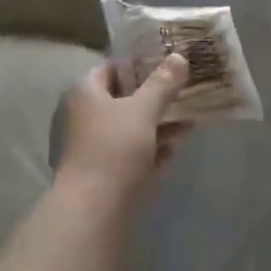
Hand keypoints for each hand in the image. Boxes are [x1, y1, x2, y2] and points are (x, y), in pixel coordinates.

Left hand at [56, 55, 189, 207]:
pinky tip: (174, 150)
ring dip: (156, 124)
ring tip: (188, 122)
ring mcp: (90, 147)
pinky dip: (149, 149)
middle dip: (154, 97)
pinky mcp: (101, 174)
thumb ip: (163, 83)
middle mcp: (83, 115)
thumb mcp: (143, 110)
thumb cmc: (114, 149)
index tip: (168, 65)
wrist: (92, 213)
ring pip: (128, 127)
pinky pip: (129, 153)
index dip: (140, 64)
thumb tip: (179, 56)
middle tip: (182, 92)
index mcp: (85, 91)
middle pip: (123, 98)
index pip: (112, 67)